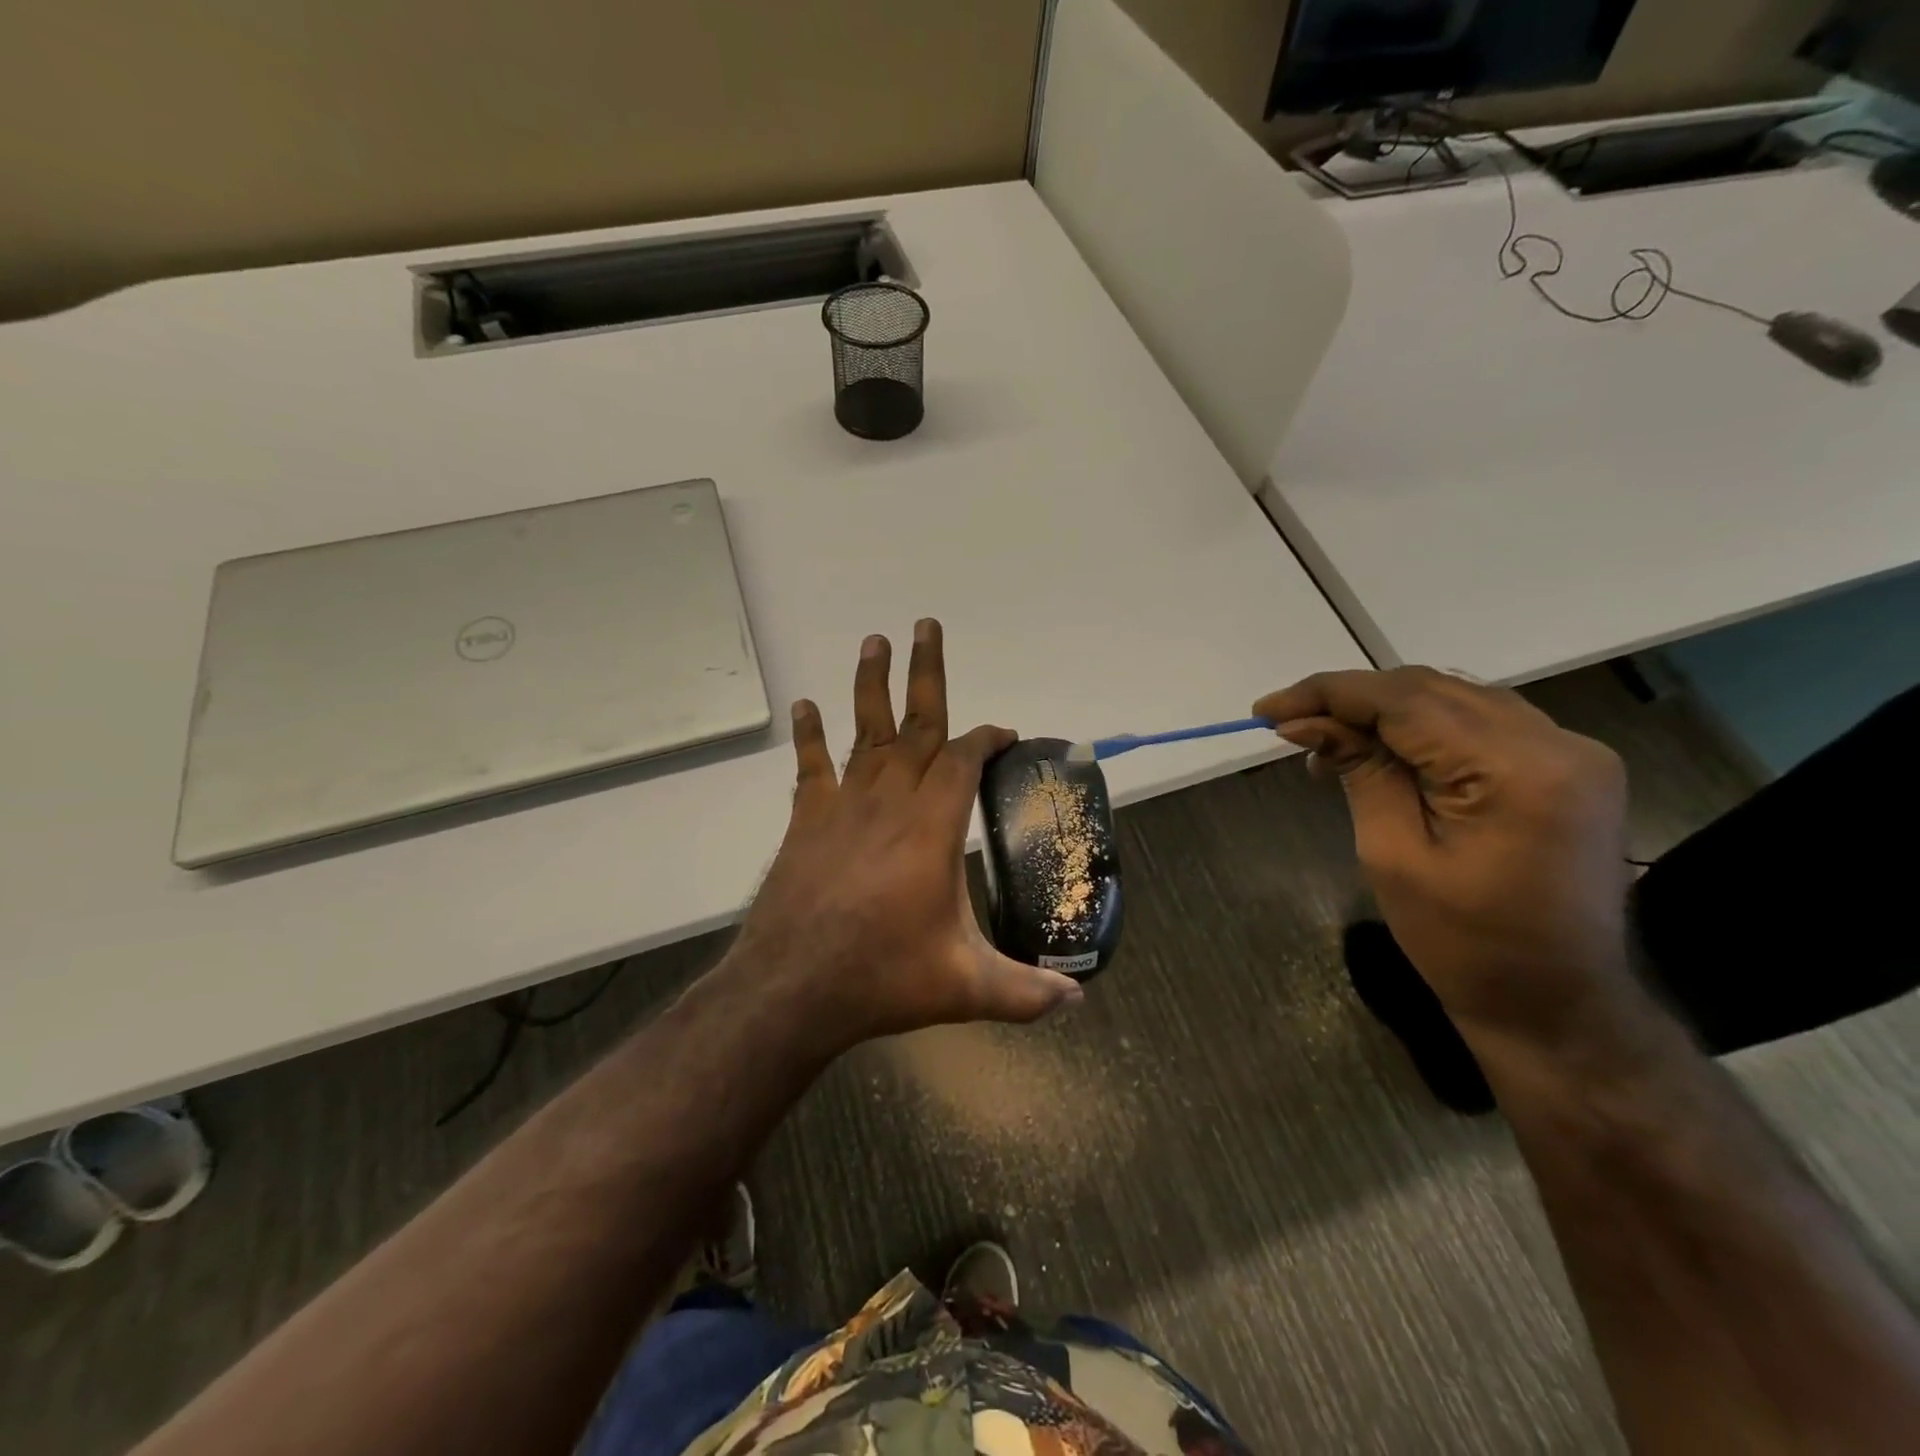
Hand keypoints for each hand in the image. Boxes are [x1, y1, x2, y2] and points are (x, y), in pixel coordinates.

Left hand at [734, 619, 1083, 1054]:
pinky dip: (810, 736)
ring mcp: (844, 806)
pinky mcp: (808, 821)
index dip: (987, 739)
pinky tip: (805, 706)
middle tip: (927, 624)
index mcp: (932, 827)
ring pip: (863, 731)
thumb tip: (1078, 1002)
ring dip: (870, 684)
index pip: (964, 761)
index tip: (1004, 733)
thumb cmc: (881, 978)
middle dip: (927, 672)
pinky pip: (811, 767)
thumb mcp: (965, 987)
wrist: (792, 989)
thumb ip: (1025, 992)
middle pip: (915, 724)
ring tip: (875, 640)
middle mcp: (890, 801)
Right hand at [1255, 668, 1633, 1046]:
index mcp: (1517, 771)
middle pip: (1432, 689)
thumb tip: (1307, 723)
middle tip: (1288, 724)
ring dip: (1384, 710)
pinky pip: (1481, 723)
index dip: (1328, 694)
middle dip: (1351, 699)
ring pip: (1455, 698)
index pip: (1406, 701)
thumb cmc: (1464, 946)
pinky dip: (1423, 727)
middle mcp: (1558, 744)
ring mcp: (1573, 753)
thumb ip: (1359, 772)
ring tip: (1325, 739)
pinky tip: (1381, 749)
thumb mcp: (1393, 856)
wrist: (1557, 1006)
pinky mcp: (1569, 768)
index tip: (1266, 709)